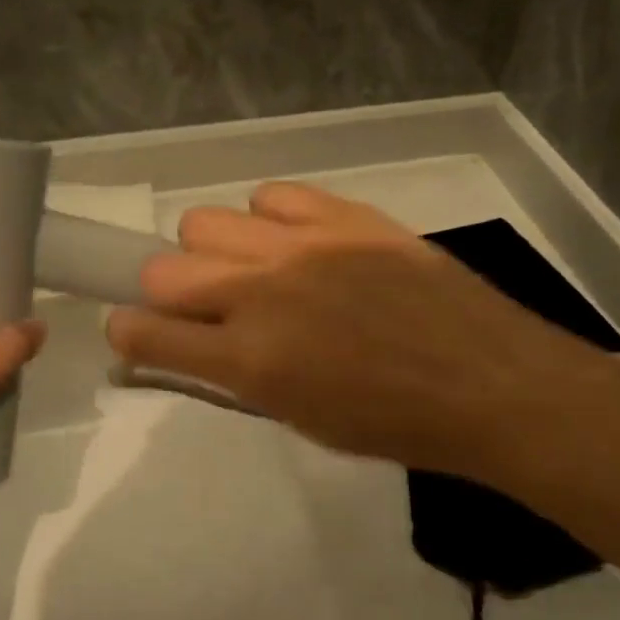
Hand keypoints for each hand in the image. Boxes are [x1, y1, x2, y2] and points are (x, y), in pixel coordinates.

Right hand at [105, 183, 606, 477]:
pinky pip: (271, 196)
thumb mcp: (299, 419)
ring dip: (214, 252)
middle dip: (167, 293)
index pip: (143, 332)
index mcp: (249, 362)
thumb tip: (186, 349)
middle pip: (161, 269)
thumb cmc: (393, 424)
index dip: (129, 333)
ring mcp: (301, 246)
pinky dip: (270, 220)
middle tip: (204, 308)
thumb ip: (233, 379)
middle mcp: (260, 295)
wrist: (490, 383)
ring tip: (253, 270)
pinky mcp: (342, 215)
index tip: (138, 334)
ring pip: (204, 222)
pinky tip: (296, 242)